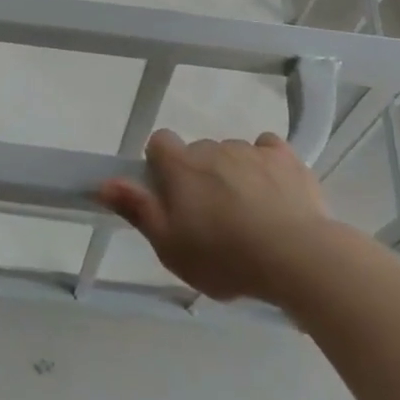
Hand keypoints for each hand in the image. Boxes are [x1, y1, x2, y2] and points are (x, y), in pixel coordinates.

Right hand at [97, 130, 334, 302]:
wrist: (294, 256)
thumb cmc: (224, 257)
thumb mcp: (170, 246)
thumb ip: (137, 209)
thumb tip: (105, 182)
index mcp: (181, 166)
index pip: (159, 142)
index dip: (161, 164)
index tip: (170, 194)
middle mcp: (213, 148)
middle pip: (198, 152)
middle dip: (200, 176)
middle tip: (210, 218)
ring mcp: (251, 149)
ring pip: (233, 154)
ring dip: (233, 174)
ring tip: (249, 215)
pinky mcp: (285, 157)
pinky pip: (267, 149)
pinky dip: (266, 165)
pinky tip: (274, 193)